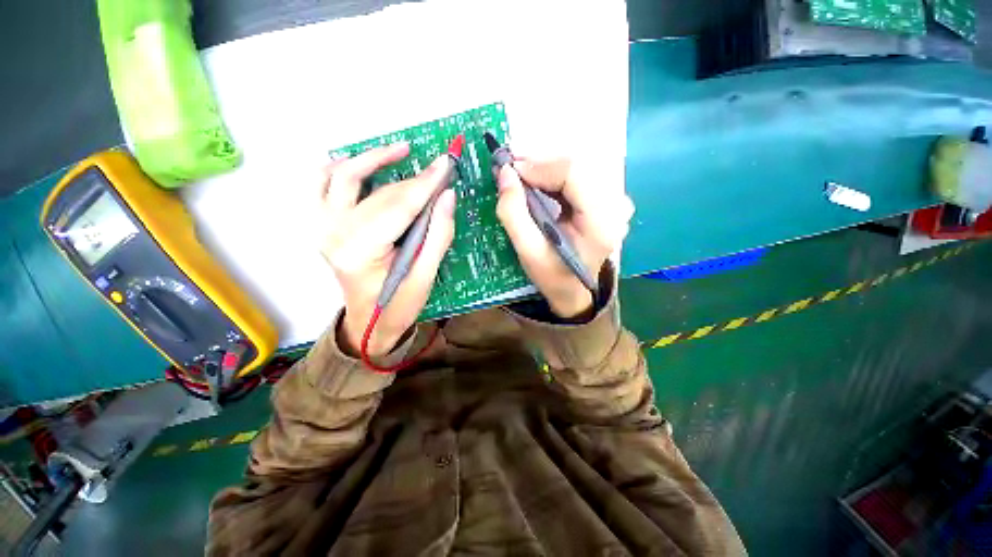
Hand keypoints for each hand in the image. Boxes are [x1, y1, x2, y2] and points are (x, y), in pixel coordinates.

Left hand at [320, 142, 455, 356]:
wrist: (367, 322)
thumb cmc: (398, 305)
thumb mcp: (425, 276)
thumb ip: (438, 235)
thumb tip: (447, 195)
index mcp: (361, 252)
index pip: (398, 207)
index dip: (425, 183)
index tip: (446, 163)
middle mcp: (335, 234)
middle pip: (378, 194)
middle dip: (413, 178)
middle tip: (438, 168)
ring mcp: (322, 228)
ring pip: (340, 176)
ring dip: (370, 158)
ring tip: (400, 150)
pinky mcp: (321, 226)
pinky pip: (320, 185)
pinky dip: (339, 168)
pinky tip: (359, 163)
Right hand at [495, 158, 633, 317]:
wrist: (573, 290)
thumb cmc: (552, 275)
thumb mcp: (527, 251)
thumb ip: (513, 212)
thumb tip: (506, 173)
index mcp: (601, 222)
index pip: (574, 174)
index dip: (540, 166)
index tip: (511, 171)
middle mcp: (616, 206)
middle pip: (577, 166)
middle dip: (540, 165)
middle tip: (512, 171)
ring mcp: (616, 201)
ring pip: (578, 166)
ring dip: (546, 168)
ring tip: (522, 177)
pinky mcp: (608, 199)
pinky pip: (580, 175)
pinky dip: (555, 175)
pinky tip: (539, 183)